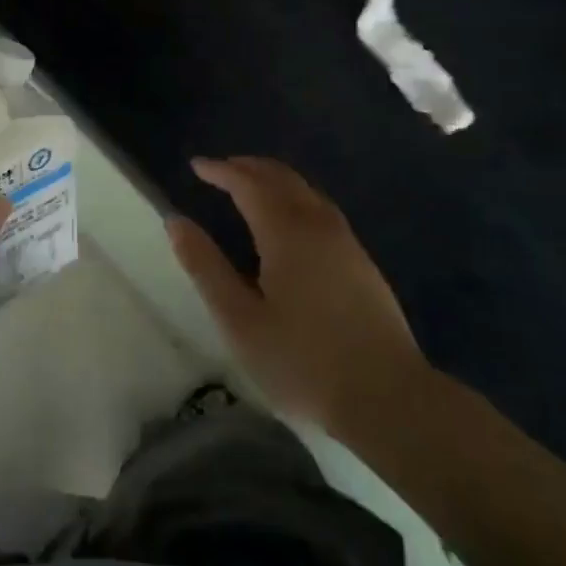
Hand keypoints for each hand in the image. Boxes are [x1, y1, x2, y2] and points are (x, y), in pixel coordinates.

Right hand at [167, 156, 426, 433]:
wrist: (389, 399)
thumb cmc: (302, 362)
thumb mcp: (239, 320)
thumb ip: (206, 267)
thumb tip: (176, 221)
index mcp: (286, 233)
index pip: (249, 184)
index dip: (221, 171)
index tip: (196, 165)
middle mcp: (319, 226)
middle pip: (283, 178)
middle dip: (249, 167)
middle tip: (220, 169)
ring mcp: (347, 243)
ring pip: (307, 192)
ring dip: (275, 180)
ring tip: (250, 188)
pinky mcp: (362, 264)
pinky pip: (321, 210)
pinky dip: (295, 198)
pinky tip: (289, 222)